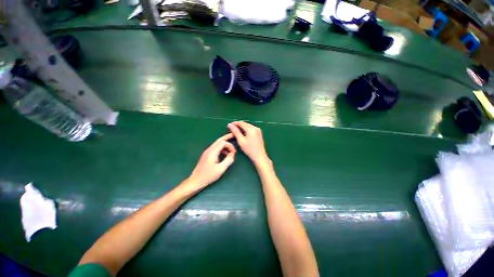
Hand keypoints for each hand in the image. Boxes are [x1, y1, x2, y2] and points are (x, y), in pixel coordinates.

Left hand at [187, 133, 235, 190]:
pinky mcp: (207, 155)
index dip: (230, 145)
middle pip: (219, 140)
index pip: (223, 142)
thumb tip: (233, 153)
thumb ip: (228, 160)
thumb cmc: (208, 176)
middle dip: (227, 138)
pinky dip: (222, 149)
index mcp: (212, 152)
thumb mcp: (221, 169)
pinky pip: (216, 148)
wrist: (195, 181)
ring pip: (218, 144)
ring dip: (225, 145)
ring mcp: (207, 152)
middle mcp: (209, 149)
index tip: (234, 153)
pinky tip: (225, 155)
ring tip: (231, 150)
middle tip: (234, 136)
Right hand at [227, 121, 270, 166]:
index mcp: (251, 129)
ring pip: (248, 126)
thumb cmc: (250, 149)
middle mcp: (255, 128)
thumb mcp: (241, 141)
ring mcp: (258, 130)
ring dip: (242, 128)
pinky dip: (246, 130)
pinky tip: (242, 134)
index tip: (229, 126)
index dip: (234, 123)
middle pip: (245, 124)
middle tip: (231, 129)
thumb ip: (235, 132)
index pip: (241, 123)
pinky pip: (251, 129)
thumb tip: (230, 125)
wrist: (260, 156)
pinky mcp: (259, 133)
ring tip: (235, 132)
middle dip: (238, 125)